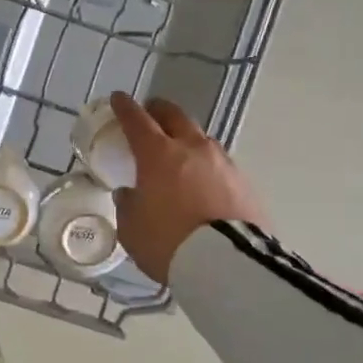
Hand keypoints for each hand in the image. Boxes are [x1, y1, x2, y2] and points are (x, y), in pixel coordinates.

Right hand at [110, 93, 267, 283]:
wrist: (228, 264)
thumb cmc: (168, 242)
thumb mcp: (132, 229)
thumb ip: (128, 205)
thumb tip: (130, 193)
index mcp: (158, 154)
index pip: (137, 120)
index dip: (125, 108)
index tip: (118, 99)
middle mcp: (192, 149)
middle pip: (174, 116)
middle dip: (159, 111)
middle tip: (149, 113)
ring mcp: (223, 163)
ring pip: (200, 138)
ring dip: (186, 137)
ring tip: (178, 151)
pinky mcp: (244, 182)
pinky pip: (219, 163)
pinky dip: (205, 165)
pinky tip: (202, 180)